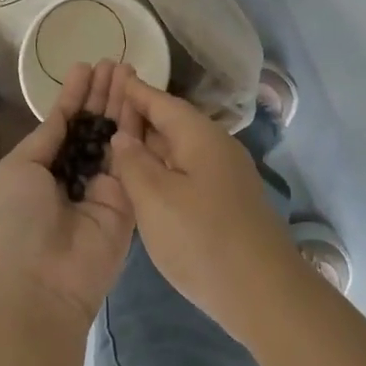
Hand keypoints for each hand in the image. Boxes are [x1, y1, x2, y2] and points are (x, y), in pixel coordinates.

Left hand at [0, 61, 137, 324]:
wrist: (42, 281)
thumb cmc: (17, 221)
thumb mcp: (19, 169)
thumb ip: (46, 139)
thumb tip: (62, 113)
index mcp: (41, 167)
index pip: (63, 123)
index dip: (74, 95)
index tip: (86, 66)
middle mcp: (74, 173)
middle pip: (93, 125)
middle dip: (102, 94)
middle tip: (117, 61)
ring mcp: (103, 186)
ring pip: (115, 136)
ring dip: (120, 103)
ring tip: (129, 68)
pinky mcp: (128, 200)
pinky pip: (132, 159)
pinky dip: (135, 129)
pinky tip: (141, 101)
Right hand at [109, 78, 304, 342]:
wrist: (263, 294)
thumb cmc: (202, 239)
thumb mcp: (155, 198)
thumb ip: (133, 162)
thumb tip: (123, 136)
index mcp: (200, 136)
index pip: (161, 101)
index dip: (133, 90)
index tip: (108, 72)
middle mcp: (216, 147)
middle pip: (171, 122)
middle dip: (138, 116)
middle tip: (101, 108)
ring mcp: (224, 176)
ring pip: (179, 150)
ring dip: (150, 145)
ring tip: (114, 142)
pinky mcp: (226, 202)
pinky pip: (187, 172)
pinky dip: (163, 169)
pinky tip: (143, 181)